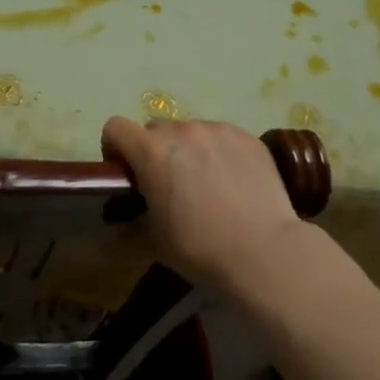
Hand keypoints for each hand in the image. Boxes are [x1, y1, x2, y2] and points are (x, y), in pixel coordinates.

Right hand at [101, 116, 300, 286]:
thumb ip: (134, 219)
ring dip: (189, 150)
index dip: (115, 148)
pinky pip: (221, 137)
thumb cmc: (200, 249)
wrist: (264, 252)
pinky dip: (219, 152)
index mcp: (151, 151)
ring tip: (207, 183)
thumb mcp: (154, 241)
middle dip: (155, 151)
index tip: (127, 173)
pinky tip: (234, 182)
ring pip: (191, 131)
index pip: (115, 128)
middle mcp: (182, 130)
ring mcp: (217, 129)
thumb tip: (126, 218)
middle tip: (169, 183)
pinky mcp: (246, 136)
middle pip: (155, 128)